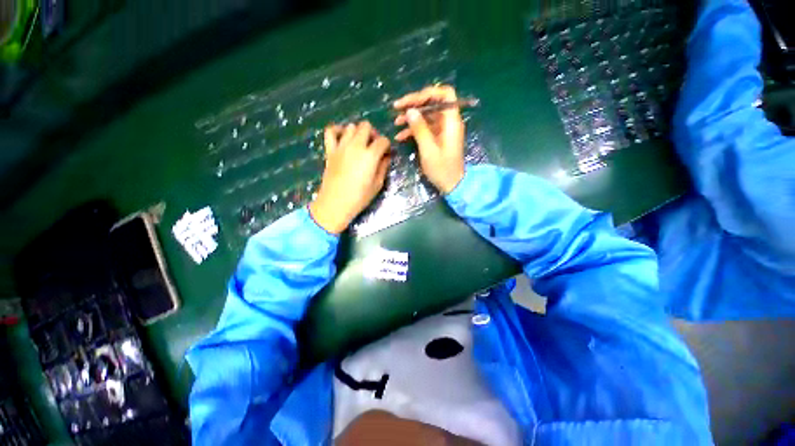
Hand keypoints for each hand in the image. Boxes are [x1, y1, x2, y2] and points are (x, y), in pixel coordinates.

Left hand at [309, 122, 390, 233]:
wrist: (335, 204)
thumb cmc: (359, 197)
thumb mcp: (377, 184)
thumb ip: (383, 167)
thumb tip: (386, 157)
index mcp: (370, 155)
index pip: (383, 140)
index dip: (387, 146)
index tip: (386, 154)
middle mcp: (356, 146)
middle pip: (366, 127)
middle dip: (373, 134)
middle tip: (373, 147)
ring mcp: (341, 146)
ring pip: (351, 126)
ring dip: (358, 132)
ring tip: (359, 144)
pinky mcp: (330, 150)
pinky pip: (330, 131)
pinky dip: (337, 130)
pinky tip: (343, 137)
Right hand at [394, 85, 465, 193]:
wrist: (452, 185)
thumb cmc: (442, 169)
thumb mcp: (429, 149)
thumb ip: (420, 129)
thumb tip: (410, 110)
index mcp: (451, 121)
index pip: (445, 94)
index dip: (428, 93)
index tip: (411, 101)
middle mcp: (448, 122)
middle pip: (432, 103)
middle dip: (414, 104)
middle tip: (397, 109)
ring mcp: (443, 130)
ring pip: (426, 116)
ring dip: (411, 117)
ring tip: (395, 122)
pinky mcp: (437, 138)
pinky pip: (425, 128)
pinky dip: (413, 130)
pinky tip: (400, 136)